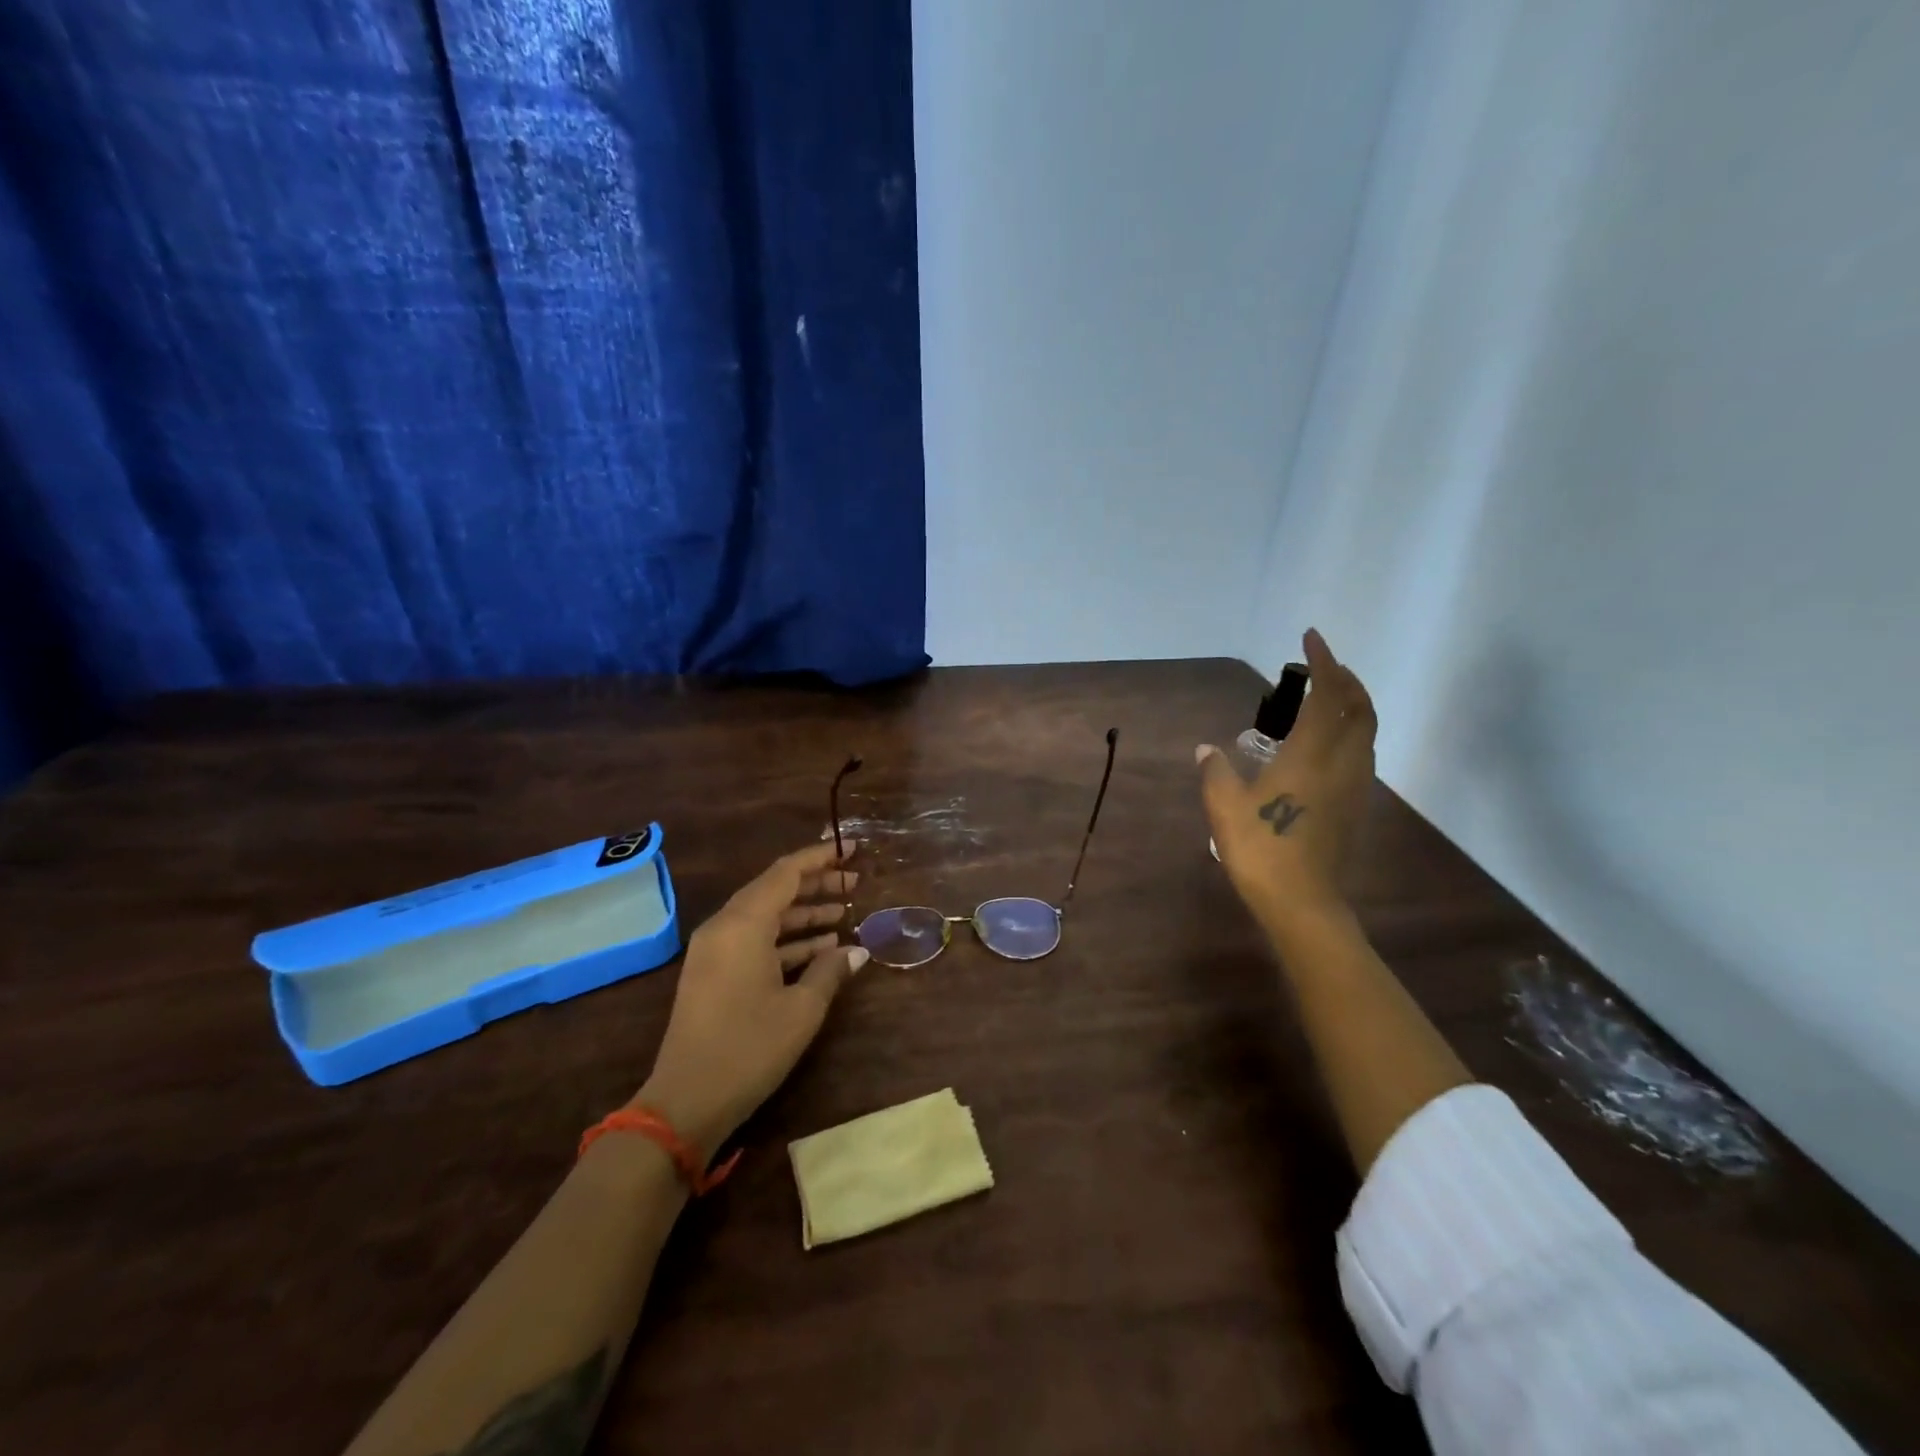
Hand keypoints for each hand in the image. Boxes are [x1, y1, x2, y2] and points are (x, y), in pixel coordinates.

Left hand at [635, 841, 868, 1157]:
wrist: (685, 1102)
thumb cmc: (748, 1048)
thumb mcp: (801, 1010)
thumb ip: (831, 971)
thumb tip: (857, 951)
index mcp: (743, 924)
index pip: (786, 872)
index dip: (820, 858)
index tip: (851, 849)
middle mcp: (725, 927)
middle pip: (775, 890)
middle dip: (816, 885)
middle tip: (855, 884)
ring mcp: (715, 951)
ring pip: (765, 916)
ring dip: (804, 913)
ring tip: (844, 916)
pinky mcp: (713, 973)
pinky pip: (754, 940)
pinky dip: (786, 939)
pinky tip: (819, 949)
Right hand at [1197, 628, 1376, 933]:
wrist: (1302, 901)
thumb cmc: (1260, 848)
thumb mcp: (1224, 807)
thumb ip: (1216, 771)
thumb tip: (1206, 749)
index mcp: (1310, 755)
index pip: (1328, 695)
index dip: (1324, 662)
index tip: (1311, 639)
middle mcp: (1341, 762)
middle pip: (1360, 708)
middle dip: (1346, 678)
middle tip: (1322, 665)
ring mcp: (1354, 785)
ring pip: (1367, 731)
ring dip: (1353, 704)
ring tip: (1327, 696)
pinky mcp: (1356, 805)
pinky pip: (1363, 752)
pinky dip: (1352, 731)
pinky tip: (1327, 742)